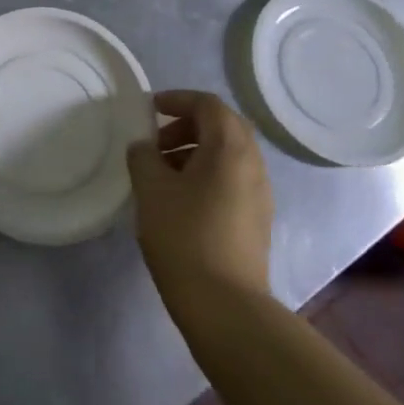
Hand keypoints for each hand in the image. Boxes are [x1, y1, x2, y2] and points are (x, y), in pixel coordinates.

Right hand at [128, 90, 273, 307]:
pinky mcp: (257, 218)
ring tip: (161, 173)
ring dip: (195, 151)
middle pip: (223, 126)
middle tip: (156, 142)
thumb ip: (143, 157)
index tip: (150, 108)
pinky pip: (232, 178)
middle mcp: (253, 163)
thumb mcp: (151, 190)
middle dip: (187, 126)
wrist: (225, 305)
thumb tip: (144, 147)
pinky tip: (180, 199)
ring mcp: (259, 193)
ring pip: (228, 154)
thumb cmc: (184, 237)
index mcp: (230, 148)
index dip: (178, 99)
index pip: (208, 104)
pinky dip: (206, 174)